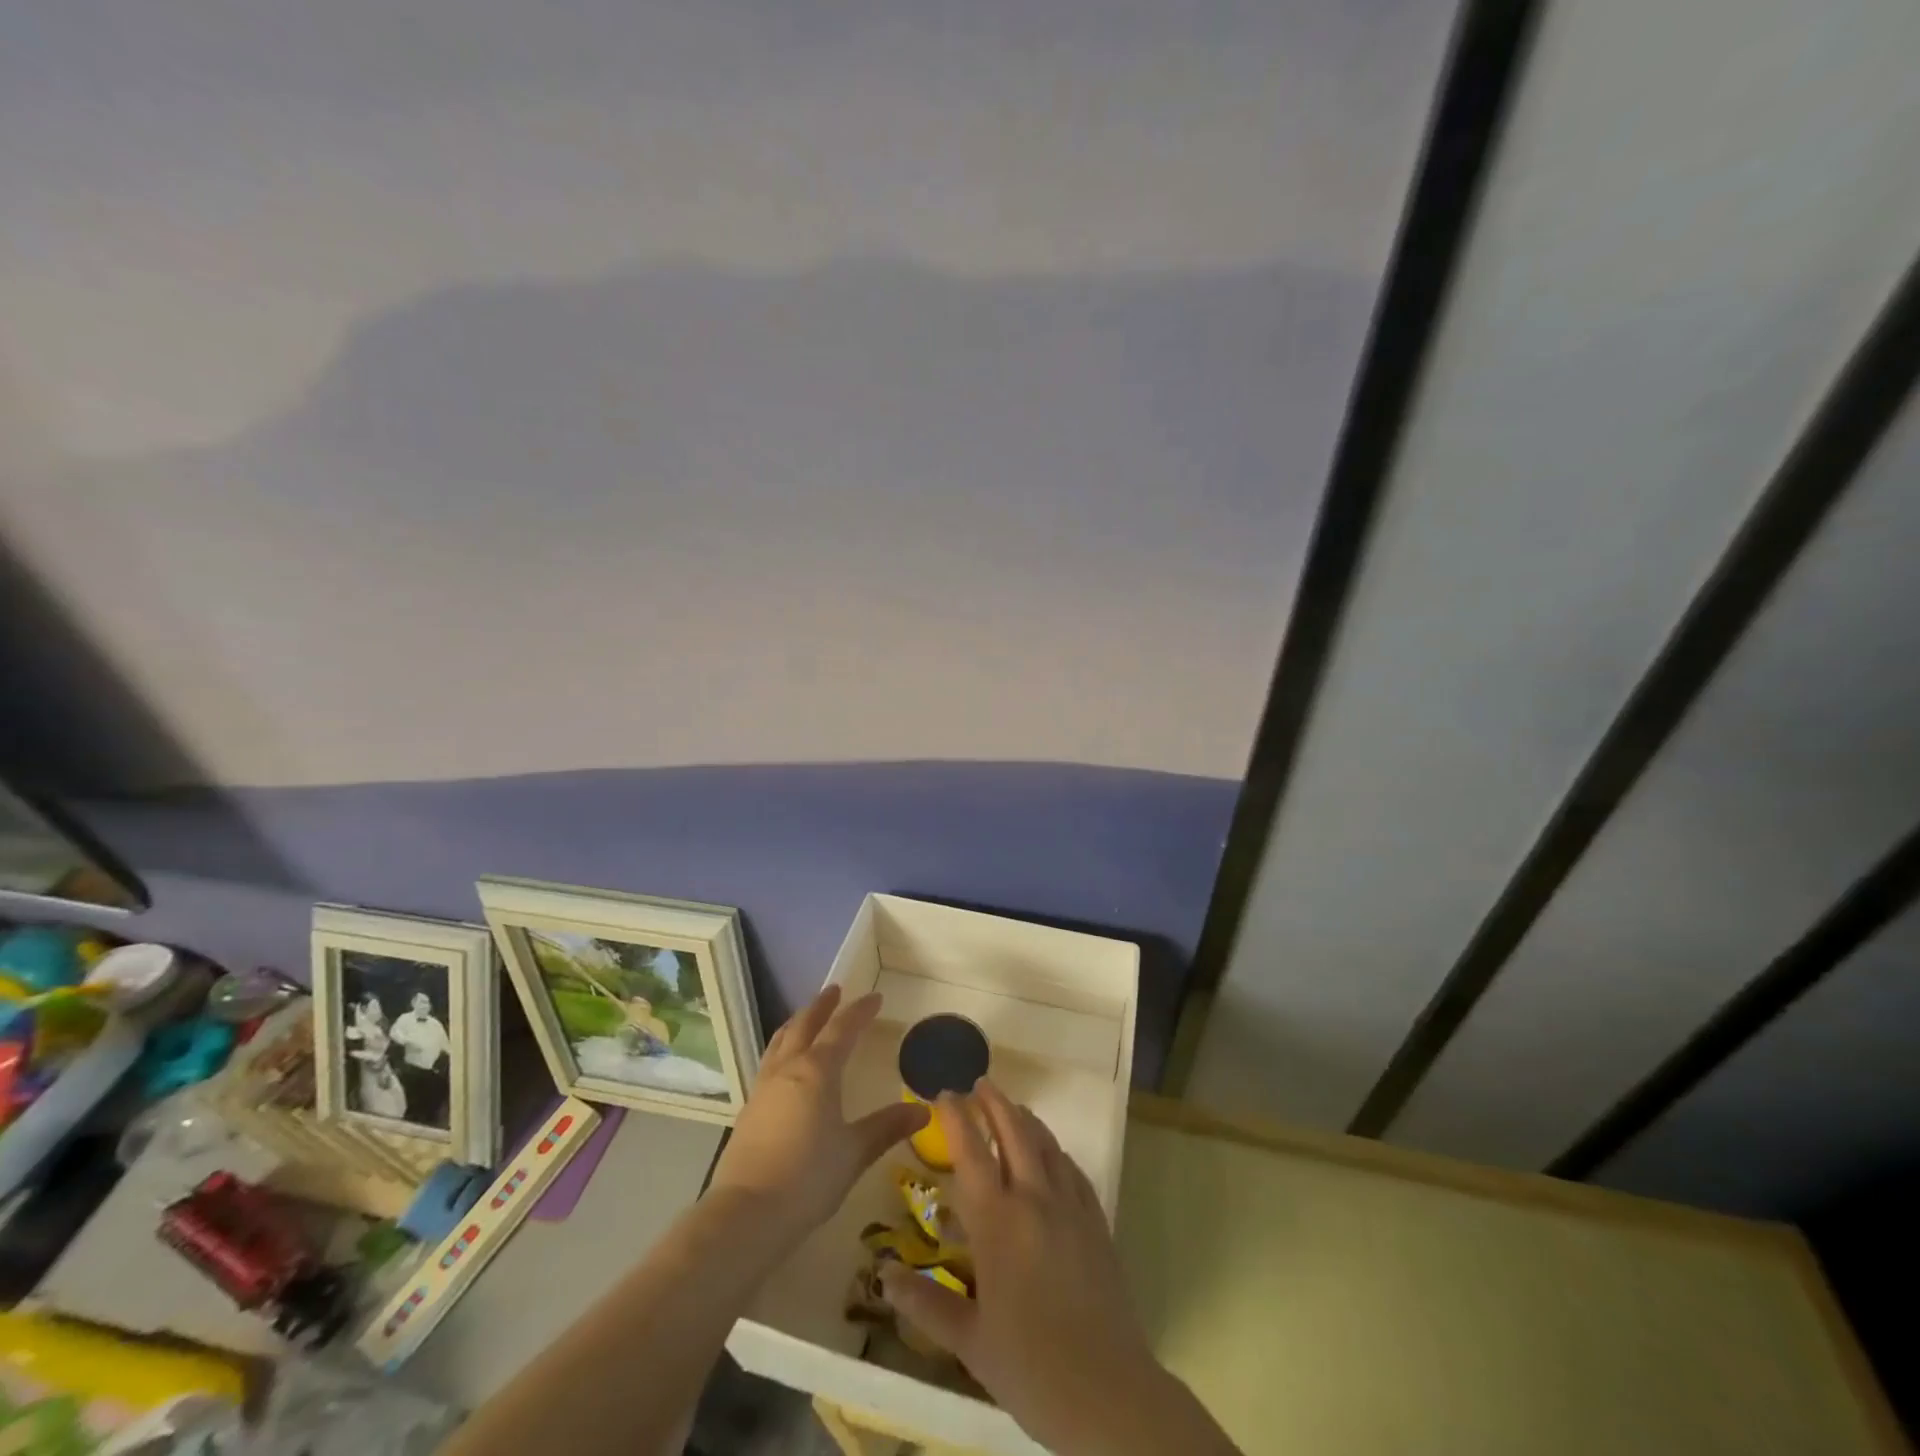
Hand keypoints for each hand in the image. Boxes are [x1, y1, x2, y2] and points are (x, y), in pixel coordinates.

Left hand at [708, 986, 928, 1247]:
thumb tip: (923, 1110)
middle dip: (822, 1006)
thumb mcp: (854, 1152)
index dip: (859, 1011)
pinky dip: (782, 1048)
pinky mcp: (749, 1109)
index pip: (842, 1029)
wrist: (746, 1214)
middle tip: (835, 991)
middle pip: (804, 1025)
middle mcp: (788, 1069)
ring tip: (806, 1017)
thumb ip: (887, 1127)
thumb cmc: (808, 1178)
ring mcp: (764, 1088)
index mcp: (817, 1071)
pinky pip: (769, 1062)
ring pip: (781, 1041)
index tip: (875, 998)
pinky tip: (785, 1064)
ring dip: (797, 1023)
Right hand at [882, 1082, 1236, 1455]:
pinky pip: (1072, 1169)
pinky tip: (1050, 1155)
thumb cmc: (1030, 1366)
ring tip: (1011, 1108)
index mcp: (997, 1222)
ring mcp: (1070, 1207)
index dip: (956, 1117)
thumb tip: (883, 1275)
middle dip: (994, 1103)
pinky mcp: (1096, 1221)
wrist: (1108, 1392)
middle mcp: (1034, 1199)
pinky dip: (1054, 1150)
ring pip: (1045, 1144)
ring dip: (1025, 1119)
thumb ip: (924, 1302)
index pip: (971, 1151)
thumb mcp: (968, 1340)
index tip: (944, 1093)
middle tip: (979, 1083)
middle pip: (1014, 1132)